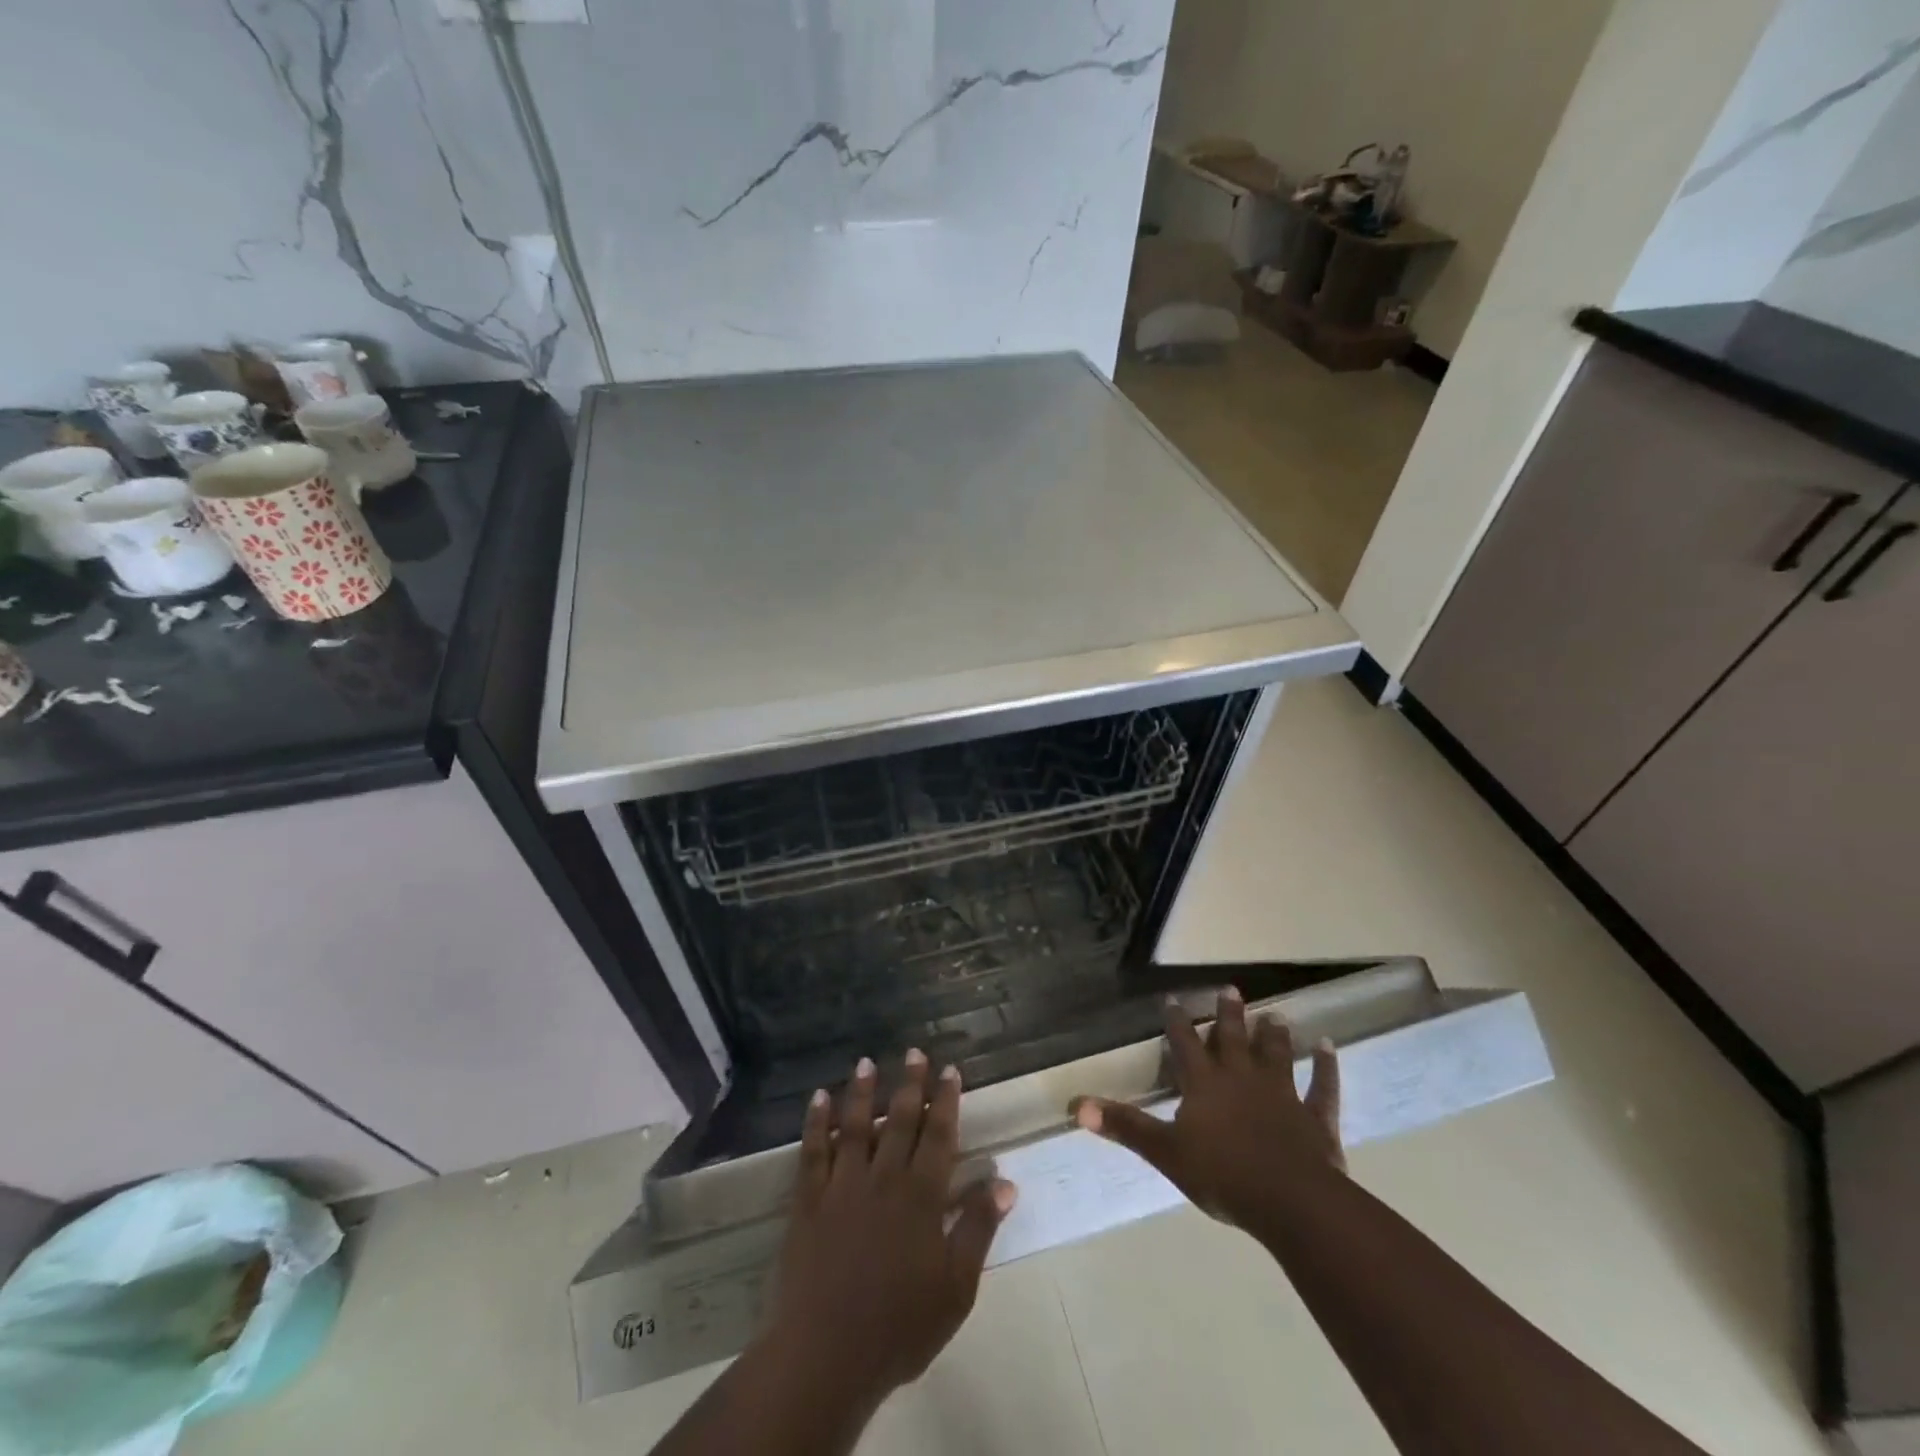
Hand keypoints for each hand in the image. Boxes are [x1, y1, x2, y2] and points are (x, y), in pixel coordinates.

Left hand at [763, 1051, 1017, 1405]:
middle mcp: (884, 1178)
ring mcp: (842, 1186)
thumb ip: (978, 1229)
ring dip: (862, 1091)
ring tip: (866, 1061)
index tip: (950, 1069)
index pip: (939, 1135)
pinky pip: (812, 1152)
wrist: (826, 1356)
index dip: (946, 1100)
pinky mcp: (808, 1201)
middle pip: (899, 1120)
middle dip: (909, 1083)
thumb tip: (1005, 1182)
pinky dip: (815, 1122)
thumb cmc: (900, 1326)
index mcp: (921, 1196)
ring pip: (854, 1126)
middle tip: (913, 1051)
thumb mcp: (956, 1288)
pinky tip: (818, 1097)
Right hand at [1072, 986, 1343, 1231]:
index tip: (1172, 999)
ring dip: (1274, 1034)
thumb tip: (1076, 1105)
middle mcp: (1242, 1078)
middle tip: (1231, 989)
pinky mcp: (1315, 1118)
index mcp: (1205, 1083)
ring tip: (1274, 1014)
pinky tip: (1328, 1046)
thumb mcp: (1165, 1152)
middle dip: (1229, 1014)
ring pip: (1276, 1055)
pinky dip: (1326, 1067)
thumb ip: (1125, 1126)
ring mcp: (1282, 1094)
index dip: (1177, 1022)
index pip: (1185, 1044)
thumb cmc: (1223, 1175)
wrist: (1291, 1202)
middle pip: (1234, 1039)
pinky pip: (1322, 1087)